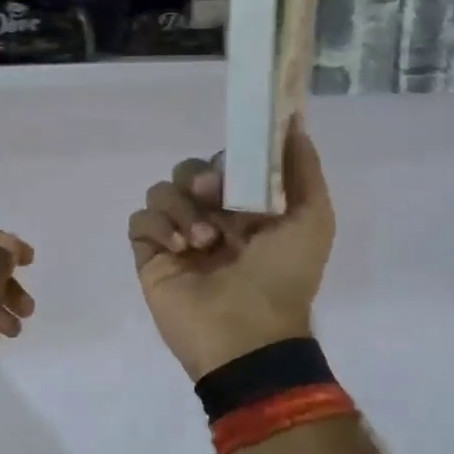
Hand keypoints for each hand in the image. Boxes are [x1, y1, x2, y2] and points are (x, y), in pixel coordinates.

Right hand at [128, 121, 334, 380]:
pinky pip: (140, 220)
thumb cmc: (283, 276)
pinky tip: (180, 249)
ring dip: (181, 208)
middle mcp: (210, 219)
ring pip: (161, 191)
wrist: (248, 334)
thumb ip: (303, 168)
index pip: (224, 165)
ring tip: (201, 241)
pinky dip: (158, 226)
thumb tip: (294, 119)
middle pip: (188, 172)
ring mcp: (178, 238)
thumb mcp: (312, 218)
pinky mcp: (150, 256)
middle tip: (212, 199)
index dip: (226, 162)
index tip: (233, 171)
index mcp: (245, 210)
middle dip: (199, 180)